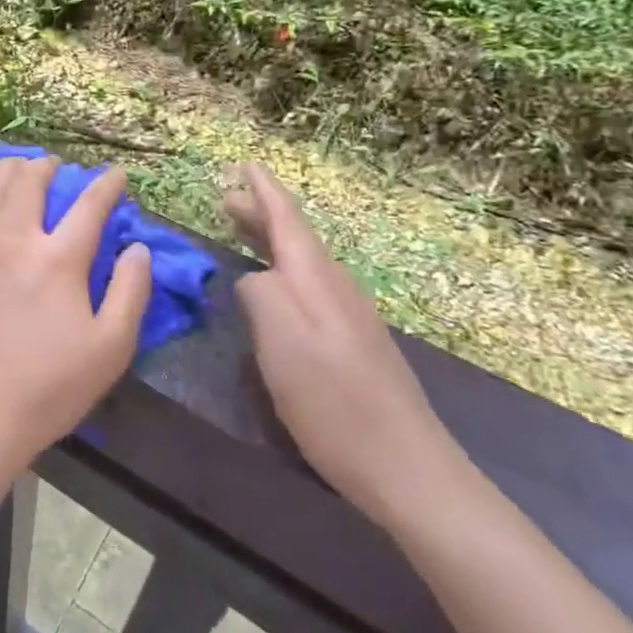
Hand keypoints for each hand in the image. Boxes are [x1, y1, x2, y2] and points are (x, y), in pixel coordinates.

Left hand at [0, 156, 152, 474]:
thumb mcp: (111, 347)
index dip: (106, 186)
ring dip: (1, 171)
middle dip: (44, 167)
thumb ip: (130, 292)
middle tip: (54, 166)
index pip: (88, 207)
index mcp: (58, 259)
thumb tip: (138, 249)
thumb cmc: (52, 386)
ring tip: (12, 166)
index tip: (116, 175)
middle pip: (27, 184)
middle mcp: (13, 242)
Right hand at [224, 163, 470, 529]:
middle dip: (261, 213)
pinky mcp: (353, 343)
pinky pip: (309, 285)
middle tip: (226, 197)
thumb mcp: (282, 343)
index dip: (264, 191)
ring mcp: (349, 316)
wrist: (407, 469)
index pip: (287, 220)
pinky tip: (274, 285)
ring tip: (242, 230)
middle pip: (295, 238)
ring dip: (270, 240)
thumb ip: (260, 295)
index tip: (245, 163)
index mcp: (316, 281)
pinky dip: (283, 269)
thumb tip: (251, 277)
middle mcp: (336, 288)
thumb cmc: (335, 403)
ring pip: (302, 261)